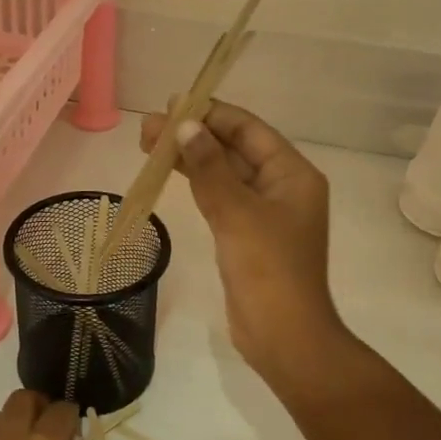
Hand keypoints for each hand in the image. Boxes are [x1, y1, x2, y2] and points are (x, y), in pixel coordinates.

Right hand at [138, 100, 344, 378]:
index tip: (175, 104)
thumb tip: (186, 126)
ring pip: (224, 174)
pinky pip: (220, 198)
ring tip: (148, 143)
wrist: (283, 335)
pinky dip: (197, 184)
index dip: (213, 114)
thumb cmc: (268, 269)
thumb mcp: (237, 212)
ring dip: (191, 159)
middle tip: (149, 126)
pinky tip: (171, 172)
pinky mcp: (246, 235)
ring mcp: (264, 213)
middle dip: (194, 136)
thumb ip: (209, 167)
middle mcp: (282, 187)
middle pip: (234, 149)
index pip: (249, 130)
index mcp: (293, 174)